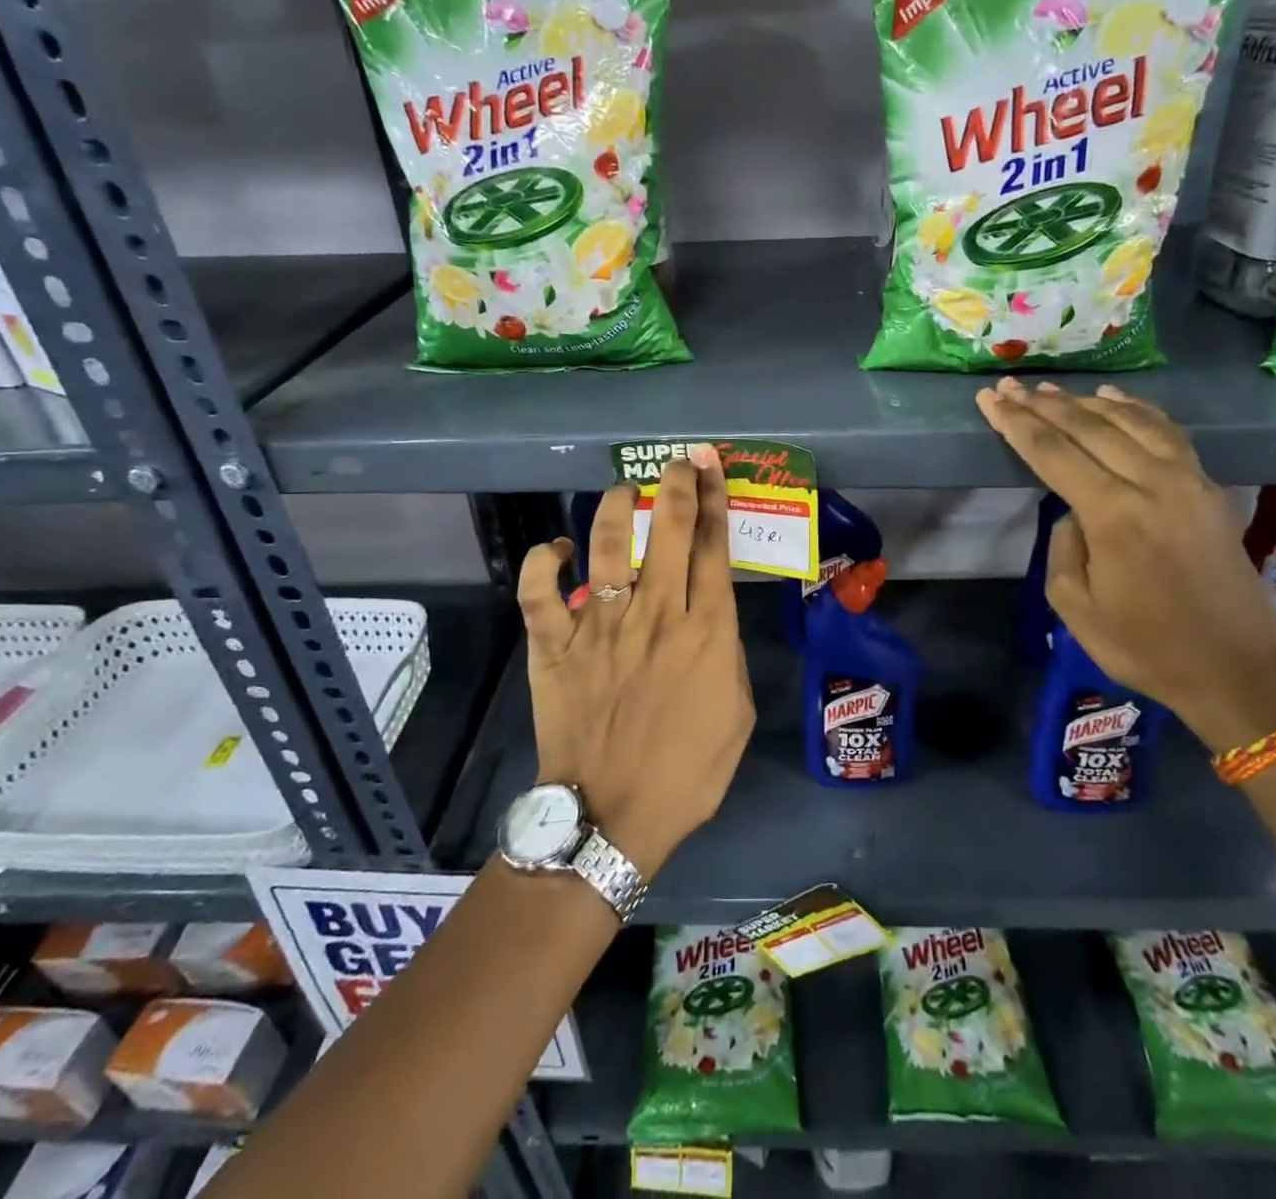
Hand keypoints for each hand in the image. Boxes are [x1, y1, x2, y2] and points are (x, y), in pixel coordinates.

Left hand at [517, 445, 754, 878]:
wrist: (613, 816)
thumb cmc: (687, 772)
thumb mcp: (737, 713)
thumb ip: (728, 655)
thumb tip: (710, 617)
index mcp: (706, 631)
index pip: (713, 547)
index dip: (714, 499)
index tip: (712, 467)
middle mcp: (655, 615)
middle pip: (668, 531)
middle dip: (675, 484)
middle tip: (680, 460)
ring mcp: (600, 627)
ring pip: (607, 546)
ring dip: (615, 508)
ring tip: (623, 489)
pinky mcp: (555, 646)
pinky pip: (539, 592)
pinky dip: (542, 564)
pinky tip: (555, 548)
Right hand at [977, 379, 1275, 749]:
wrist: (1235, 670)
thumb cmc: (1145, 647)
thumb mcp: (1076, 608)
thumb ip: (1063, 548)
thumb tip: (1072, 512)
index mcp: (1113, 514)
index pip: (1052, 452)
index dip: (1016, 423)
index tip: (990, 398)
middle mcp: (1153, 484)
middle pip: (1088, 428)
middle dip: (1043, 405)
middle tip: (1010, 386)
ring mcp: (1188, 481)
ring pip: (1130, 422)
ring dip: (1086, 403)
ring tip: (1052, 391)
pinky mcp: (1209, 489)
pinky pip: (1168, 433)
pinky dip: (1138, 411)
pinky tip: (1115, 401)